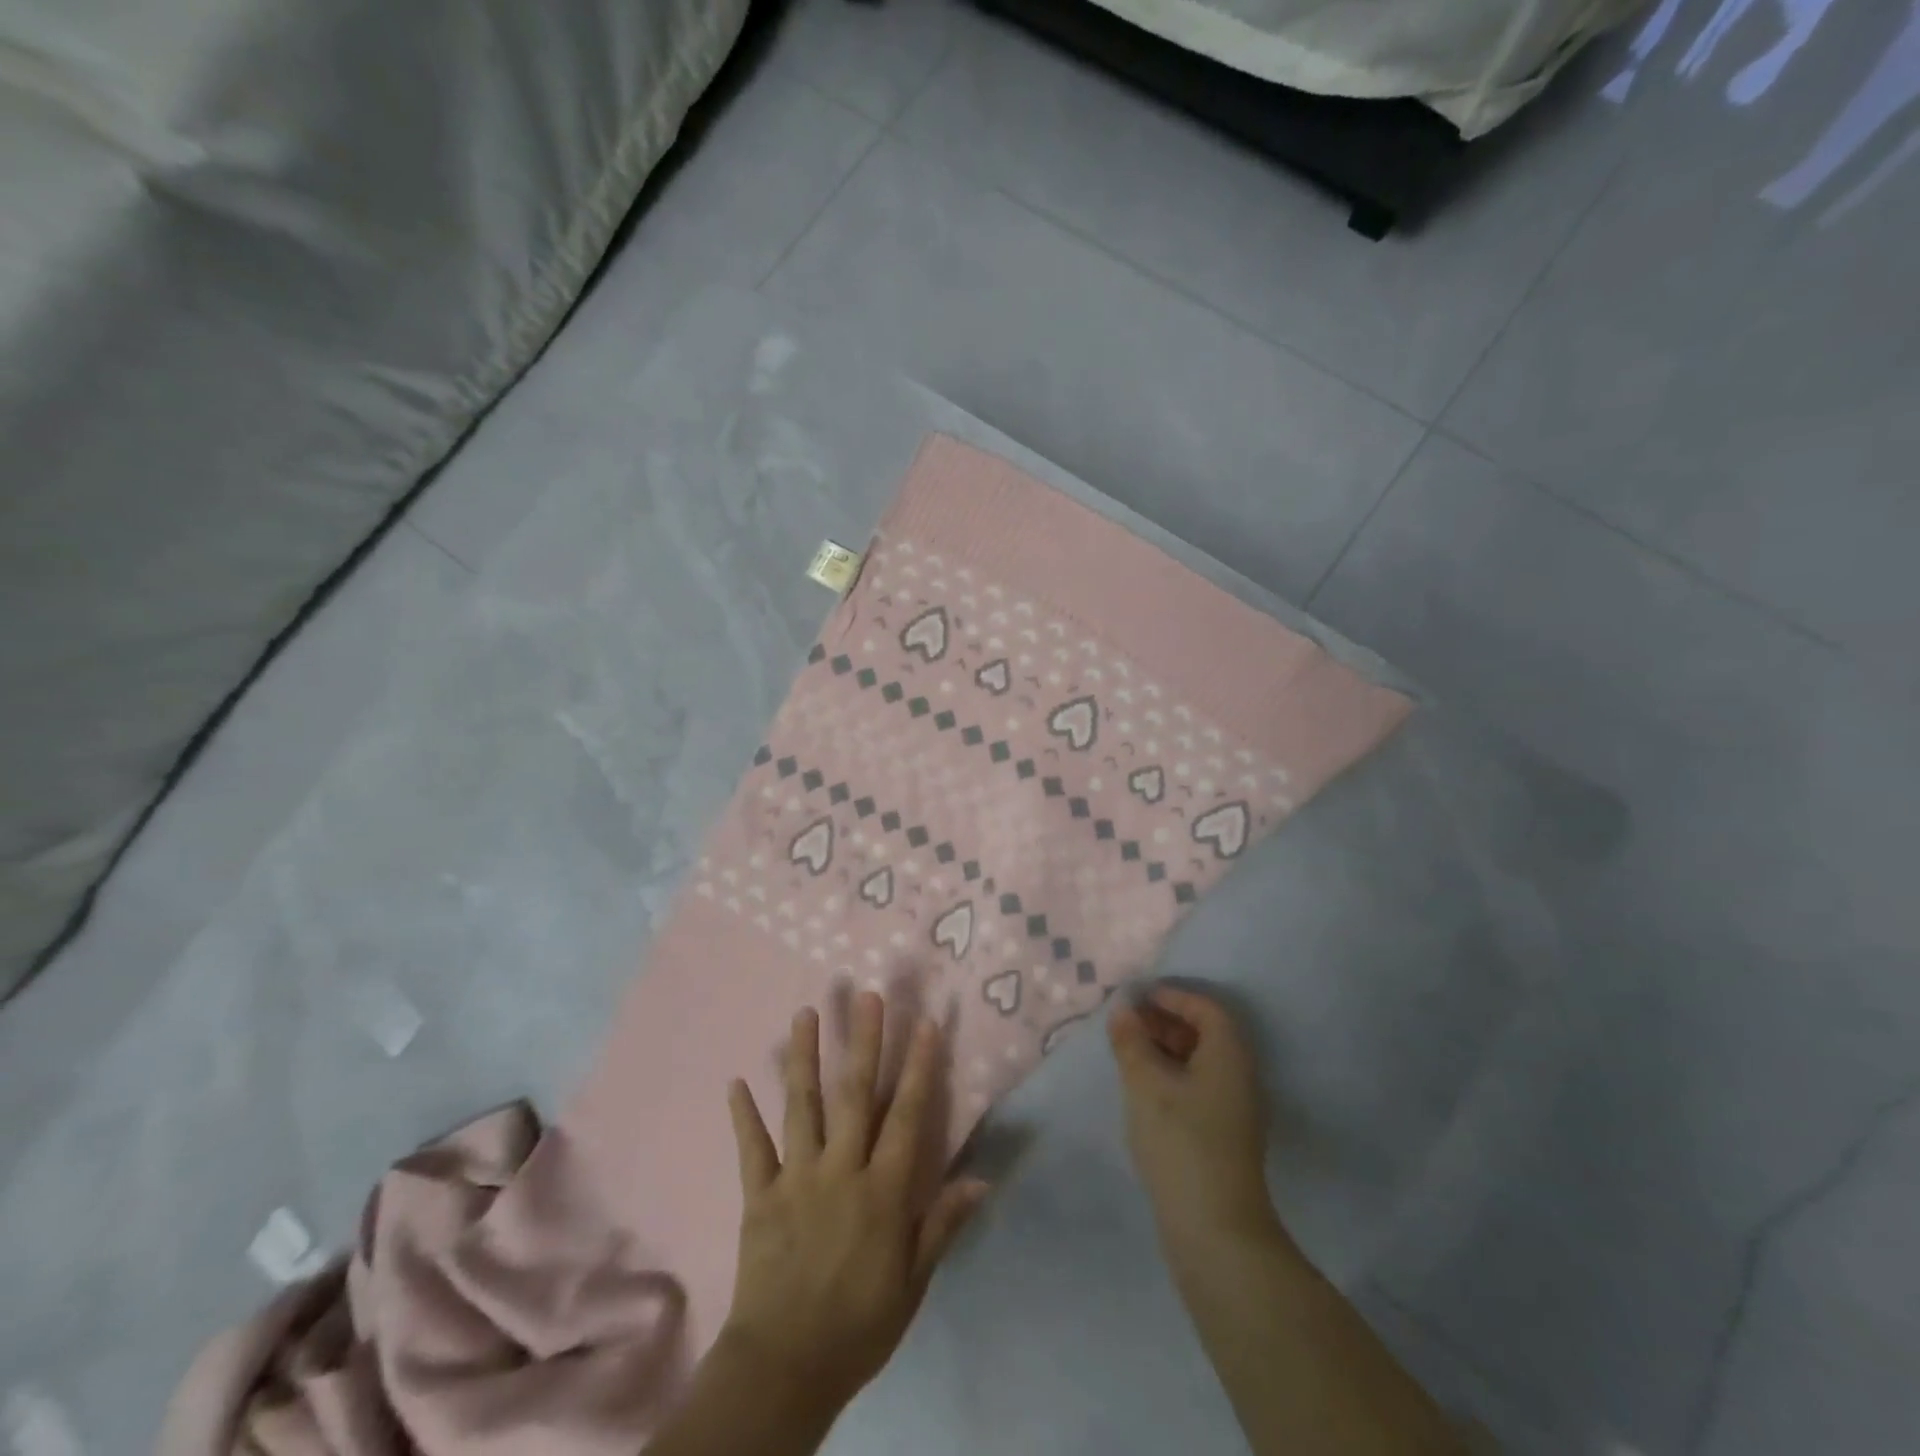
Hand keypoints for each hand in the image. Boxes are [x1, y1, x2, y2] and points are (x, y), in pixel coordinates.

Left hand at [719, 992, 988, 1415]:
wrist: (785, 1368)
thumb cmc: (859, 1324)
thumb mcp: (913, 1282)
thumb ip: (943, 1224)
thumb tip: (982, 1179)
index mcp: (882, 1190)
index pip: (906, 1116)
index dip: (918, 1067)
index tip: (924, 1023)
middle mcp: (841, 1170)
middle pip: (854, 1096)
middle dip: (863, 1042)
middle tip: (865, 996)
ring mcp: (797, 1178)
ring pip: (802, 1107)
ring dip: (803, 1058)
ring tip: (805, 1014)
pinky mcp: (760, 1195)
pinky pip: (752, 1149)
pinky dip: (744, 1116)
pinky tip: (736, 1081)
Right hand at [1108, 985, 1273, 1241]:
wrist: (1216, 1231)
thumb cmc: (1181, 1142)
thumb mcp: (1145, 1084)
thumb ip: (1131, 1042)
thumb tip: (1123, 1010)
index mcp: (1229, 1055)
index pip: (1206, 1009)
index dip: (1173, 996)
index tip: (1138, 997)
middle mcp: (1240, 1077)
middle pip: (1206, 1033)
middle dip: (1166, 1022)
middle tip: (1128, 1023)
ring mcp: (1235, 1110)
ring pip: (1201, 1062)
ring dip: (1167, 1050)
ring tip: (1129, 1053)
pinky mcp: (1224, 1137)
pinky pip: (1199, 1087)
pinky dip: (1172, 1076)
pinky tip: (1144, 1090)